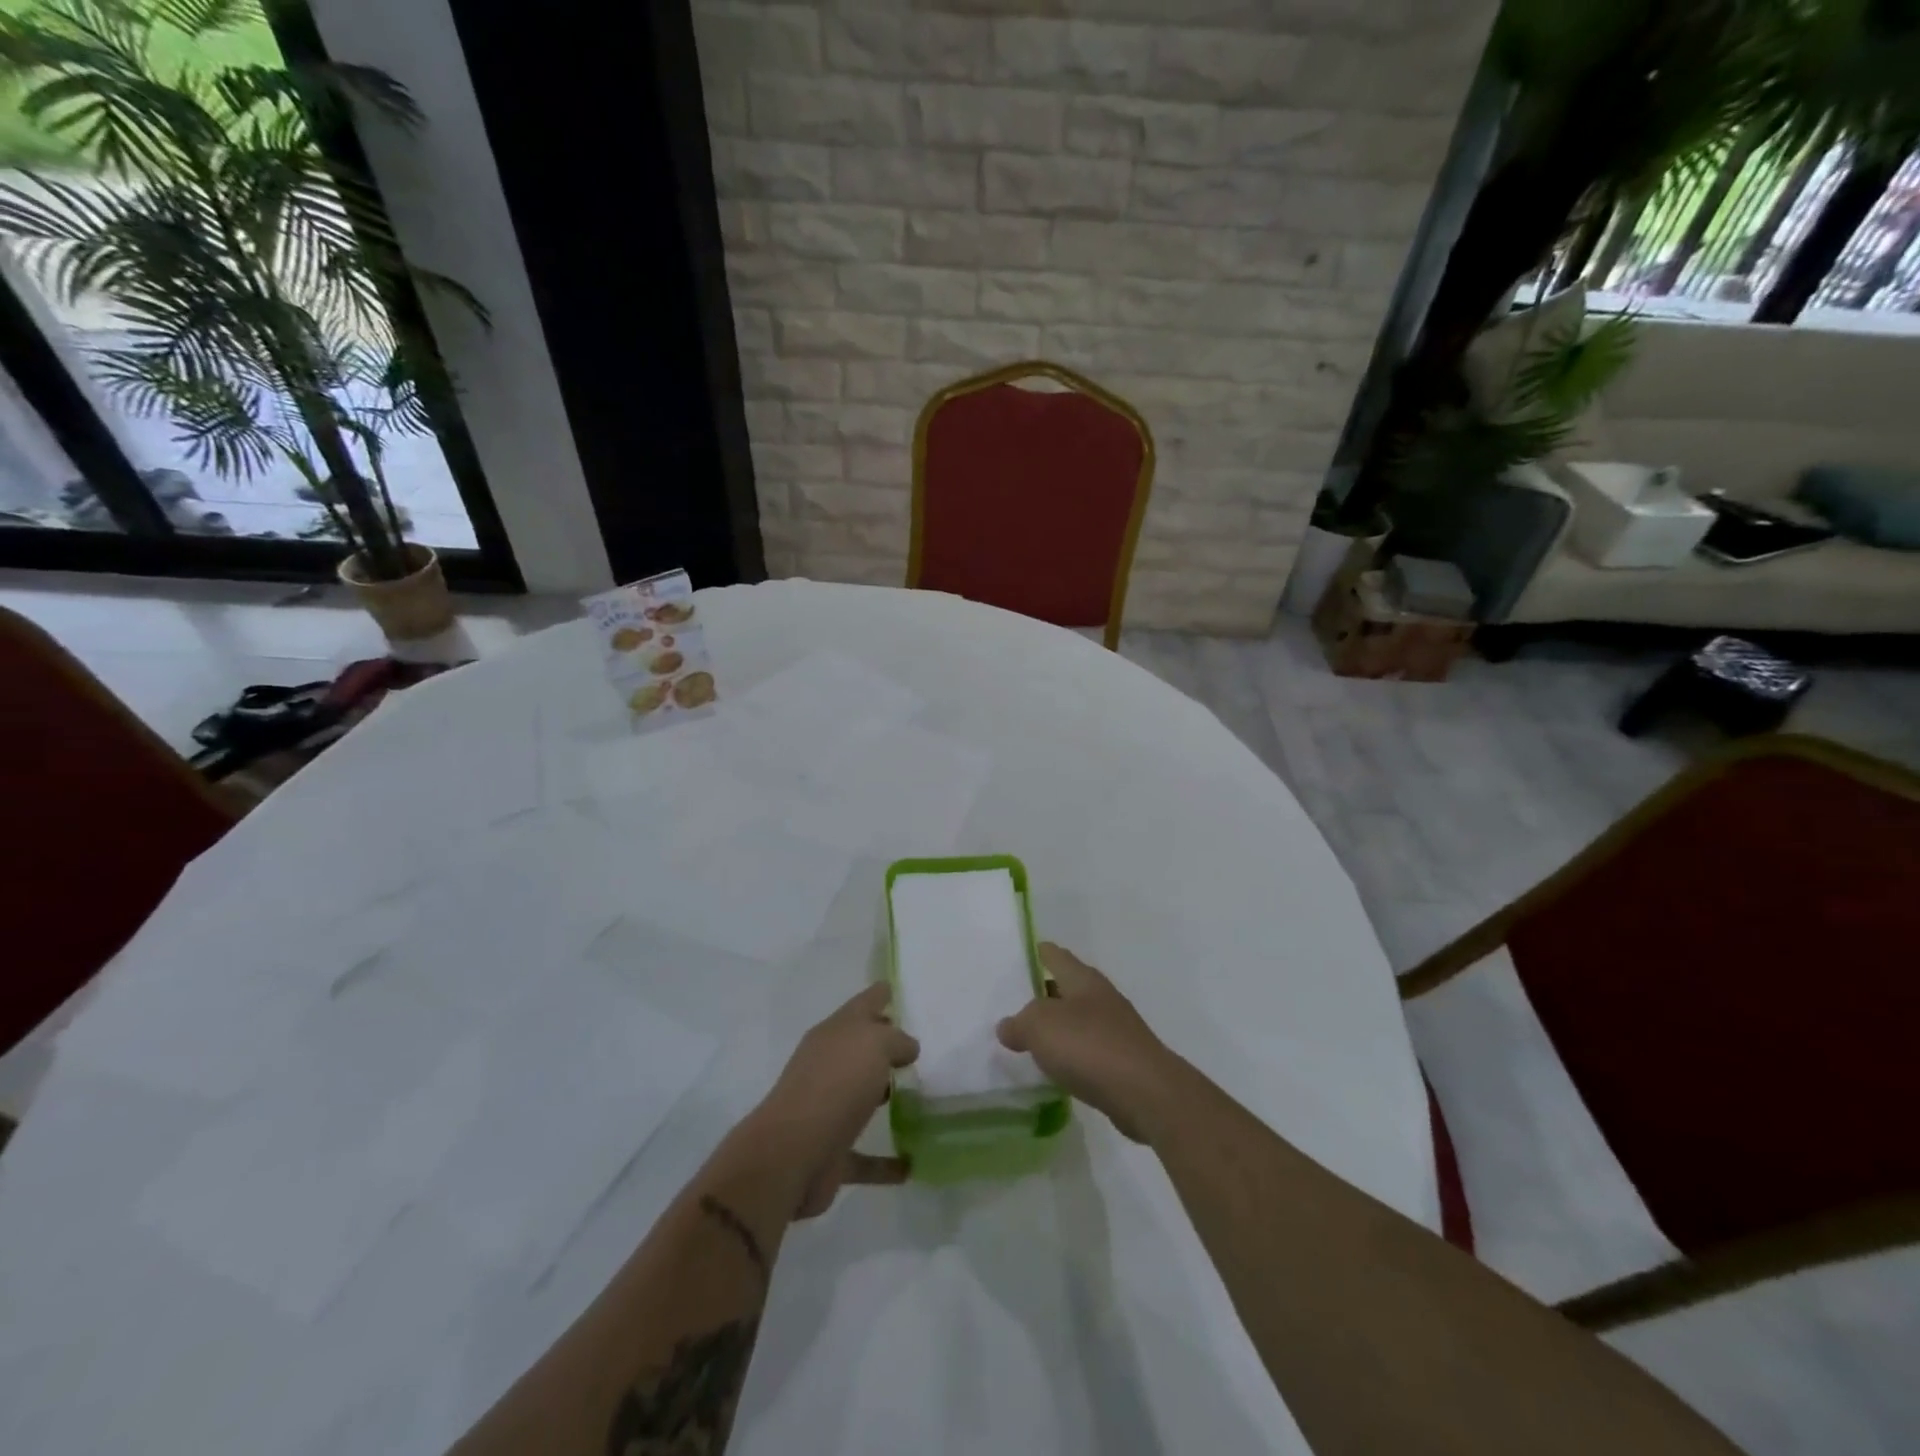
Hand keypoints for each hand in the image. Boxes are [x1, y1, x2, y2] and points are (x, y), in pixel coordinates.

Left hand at [750, 983, 918, 1217]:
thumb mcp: (876, 1044)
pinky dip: (886, 1162)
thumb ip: (896, 1040)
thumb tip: (906, 1048)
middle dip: (886, 1046)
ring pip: (862, 1096)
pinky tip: (912, 1165)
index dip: (882, 994)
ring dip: (885, 1096)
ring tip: (922, 1096)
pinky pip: (866, 1156)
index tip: (899, 988)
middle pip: (861, 1049)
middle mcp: (829, 1065)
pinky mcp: (832, 1152)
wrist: (792, 1154)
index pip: (865, 1003)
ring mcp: (828, 1108)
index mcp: (835, 1033)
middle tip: (922, 1046)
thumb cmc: (836, 1083)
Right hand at [997, 943, 1180, 1142]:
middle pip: (1067, 988)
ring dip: (1057, 1028)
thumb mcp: (1040, 1026)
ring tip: (1029, 1038)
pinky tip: (1056, 1068)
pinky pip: (1088, 1051)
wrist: (1146, 1094)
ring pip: (1077, 1021)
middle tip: (1012, 1003)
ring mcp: (1116, 1030)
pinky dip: (1071, 1055)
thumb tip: (1007, 1027)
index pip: (1056, 956)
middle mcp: (1101, 998)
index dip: (1038, 953)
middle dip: (1043, 994)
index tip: (1019, 955)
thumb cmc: (1089, 1046)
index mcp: (1083, 979)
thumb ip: (1019, 1023)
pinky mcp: (1123, 1062)